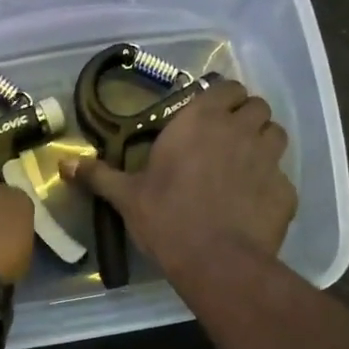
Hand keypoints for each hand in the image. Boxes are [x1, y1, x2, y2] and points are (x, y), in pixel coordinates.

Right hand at [62, 79, 296, 281]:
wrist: (216, 261)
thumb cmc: (166, 219)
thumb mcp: (127, 197)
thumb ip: (98, 175)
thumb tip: (63, 164)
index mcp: (201, 120)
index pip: (227, 87)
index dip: (223, 98)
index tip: (211, 114)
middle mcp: (240, 130)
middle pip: (257, 106)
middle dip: (246, 117)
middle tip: (227, 140)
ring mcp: (268, 159)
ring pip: (276, 135)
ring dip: (263, 143)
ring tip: (245, 166)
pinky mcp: (286, 190)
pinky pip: (282, 177)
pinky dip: (271, 185)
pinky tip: (254, 204)